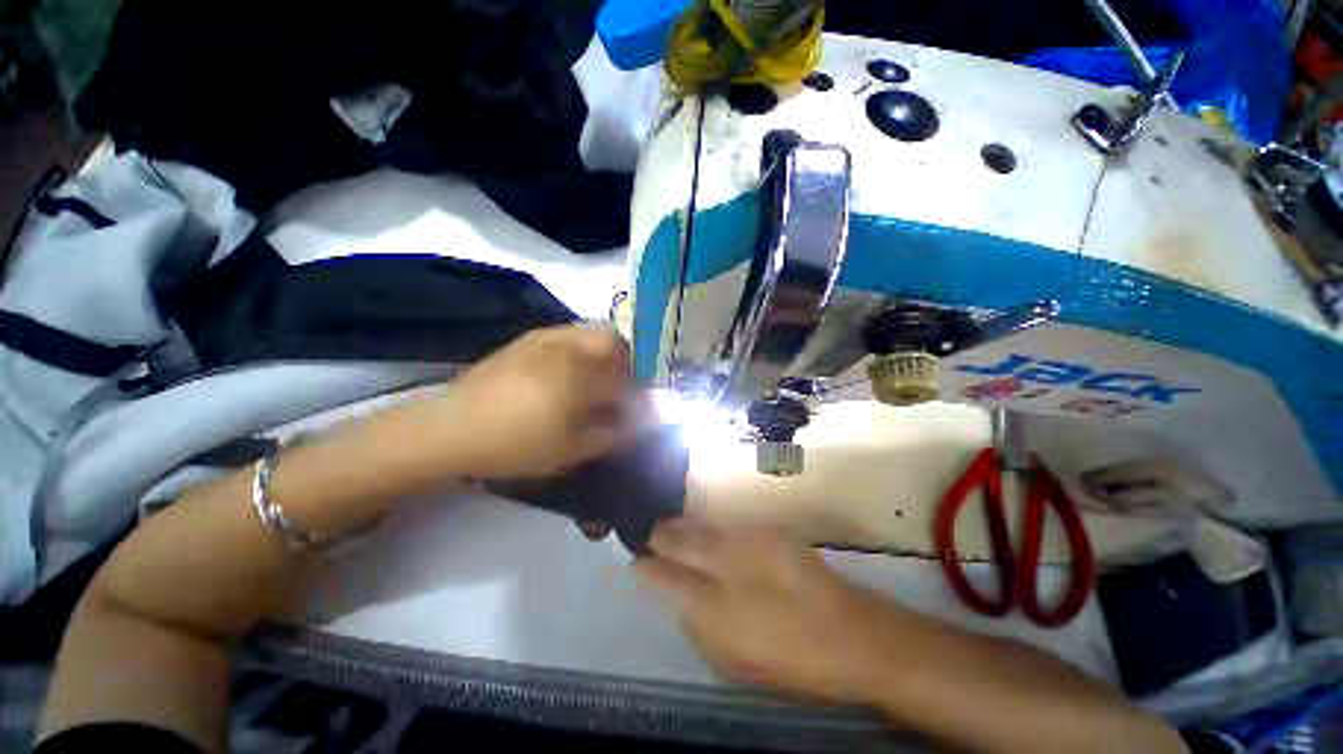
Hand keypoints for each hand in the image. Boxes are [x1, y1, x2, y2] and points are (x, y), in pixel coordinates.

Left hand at [436, 323, 642, 478]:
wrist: (452, 429)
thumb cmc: (519, 442)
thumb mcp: (574, 447)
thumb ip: (615, 432)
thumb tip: (644, 421)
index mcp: (582, 369)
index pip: (630, 365)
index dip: (644, 378)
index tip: (646, 396)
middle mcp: (568, 344)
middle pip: (614, 337)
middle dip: (628, 358)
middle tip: (625, 386)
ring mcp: (545, 337)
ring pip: (592, 332)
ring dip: (606, 352)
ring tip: (600, 380)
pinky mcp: (527, 340)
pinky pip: (569, 336)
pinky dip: (582, 350)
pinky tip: (571, 374)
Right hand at [636, 518, 913, 704]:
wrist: (853, 635)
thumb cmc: (790, 662)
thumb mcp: (735, 664)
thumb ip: (700, 629)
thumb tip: (681, 601)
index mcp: (714, 608)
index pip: (666, 577)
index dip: (647, 567)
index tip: (637, 562)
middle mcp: (726, 564)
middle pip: (680, 538)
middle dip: (662, 535)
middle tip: (651, 535)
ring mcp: (749, 540)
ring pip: (704, 525)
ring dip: (685, 526)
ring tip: (673, 527)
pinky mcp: (769, 529)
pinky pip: (729, 524)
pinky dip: (714, 527)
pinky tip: (712, 531)